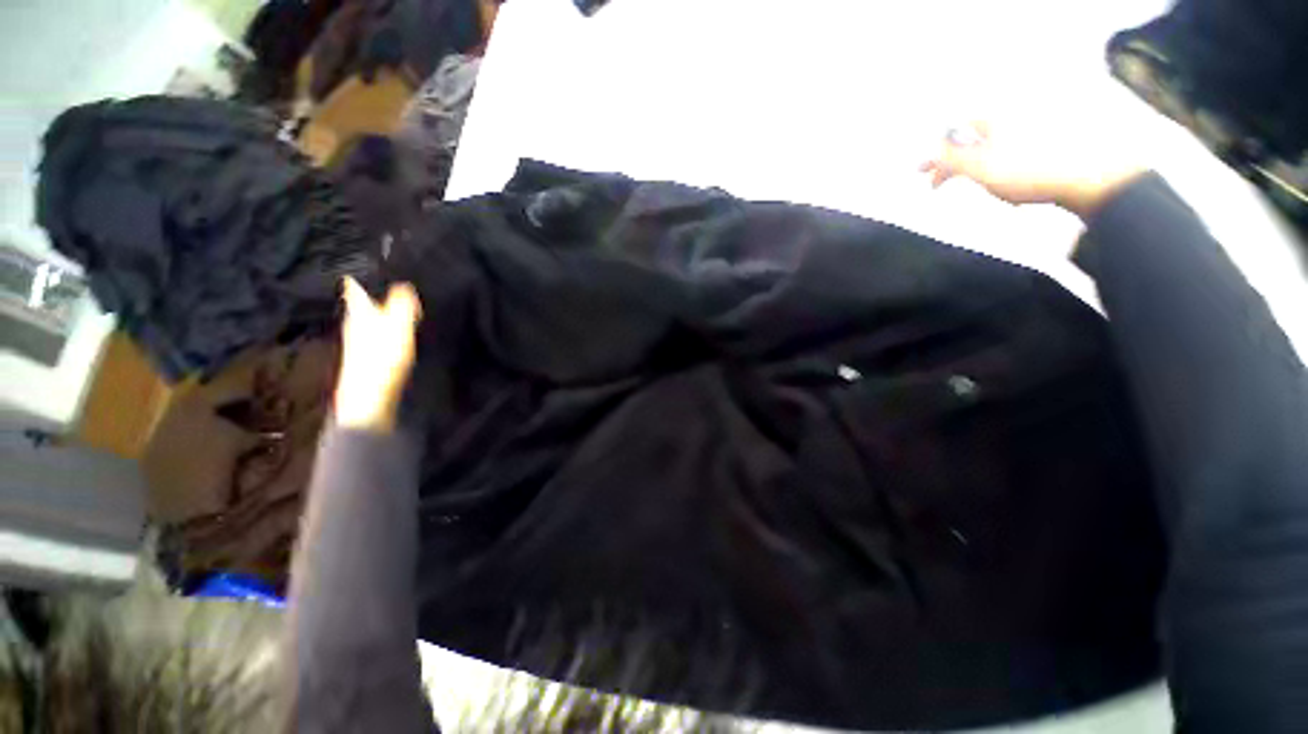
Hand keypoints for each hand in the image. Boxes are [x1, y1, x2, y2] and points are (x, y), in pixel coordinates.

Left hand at [334, 277, 422, 431]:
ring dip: (378, 309)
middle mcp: (355, 325)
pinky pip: (376, 334)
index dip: (358, 275)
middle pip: (359, 303)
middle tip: (383, 279)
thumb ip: (402, 307)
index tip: (366, 263)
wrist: (369, 399)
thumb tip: (404, 284)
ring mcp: (359, 342)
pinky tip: (394, 332)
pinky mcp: (368, 358)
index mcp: (359, 314)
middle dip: (369, 291)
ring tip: (393, 302)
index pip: (354, 288)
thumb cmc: (381, 360)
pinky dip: (384, 327)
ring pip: (367, 318)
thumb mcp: (397, 328)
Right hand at [920, 121, 1146, 217]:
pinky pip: (1014, 162)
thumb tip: (928, 151)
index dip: (935, 153)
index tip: (922, 173)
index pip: (954, 134)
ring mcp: (1034, 134)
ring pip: (992, 155)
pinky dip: (1004, 177)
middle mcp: (1013, 122)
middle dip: (955, 166)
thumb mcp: (980, 167)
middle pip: (971, 144)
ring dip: (980, 175)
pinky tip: (1012, 194)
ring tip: (986, 194)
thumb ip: (950, 159)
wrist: (1089, 178)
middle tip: (939, 187)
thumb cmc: (1028, 171)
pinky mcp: (1051, 149)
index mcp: (995, 122)